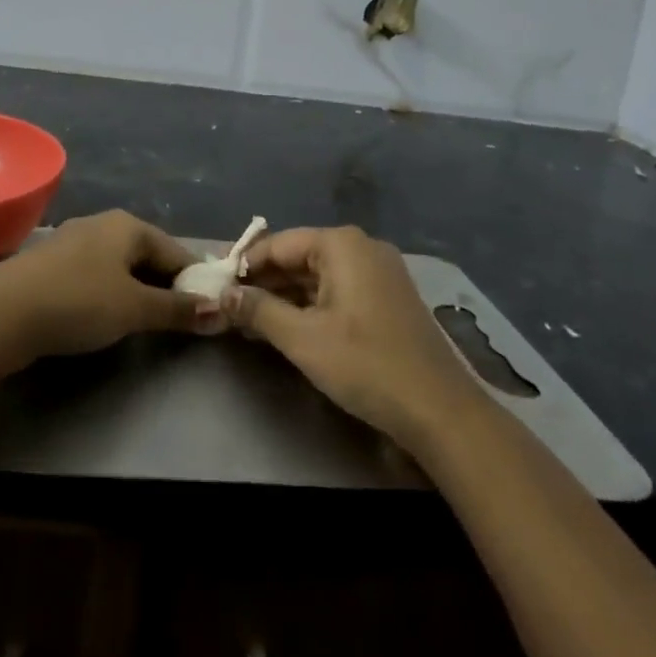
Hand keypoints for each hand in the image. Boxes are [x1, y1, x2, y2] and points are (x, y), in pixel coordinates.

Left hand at [0, 210, 218, 361]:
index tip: (208, 313)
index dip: (195, 281)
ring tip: (146, 323)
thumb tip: (220, 311)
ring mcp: (73, 242)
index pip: (177, 251)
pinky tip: (106, 316)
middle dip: (165, 286)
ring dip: (136, 291)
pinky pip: (95, 275)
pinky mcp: (52, 264)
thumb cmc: (79, 301)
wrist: (3, 312)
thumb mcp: (135, 308)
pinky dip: (109, 293)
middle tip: (179, 322)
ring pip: (120, 266)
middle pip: (148, 255)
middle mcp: (103, 224)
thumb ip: (177, 310)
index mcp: (128, 225)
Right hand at [225, 226, 484, 453]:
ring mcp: (380, 273)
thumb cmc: (366, 365)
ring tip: (249, 321)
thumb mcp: (302, 339)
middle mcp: (362, 248)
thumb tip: (224, 294)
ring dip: (284, 298)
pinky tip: (286, 328)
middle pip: (298, 258)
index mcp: (342, 245)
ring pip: (317, 277)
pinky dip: (310, 306)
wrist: (440, 411)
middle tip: (228, 306)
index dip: (244, 264)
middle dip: (263, 283)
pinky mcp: (388, 299)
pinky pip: (338, 291)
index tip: (215, 284)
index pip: (278, 244)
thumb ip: (258, 311)